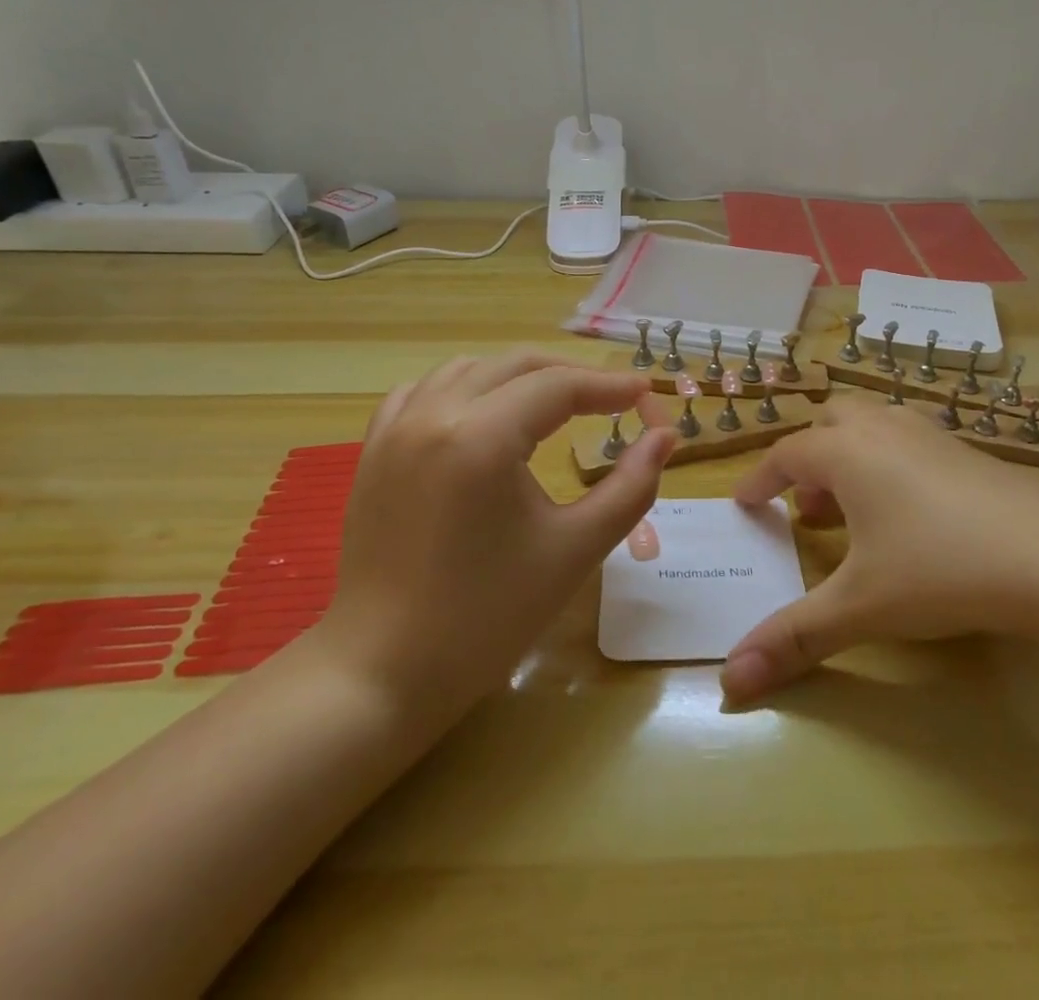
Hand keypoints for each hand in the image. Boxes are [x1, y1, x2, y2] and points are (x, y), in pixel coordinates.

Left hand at [310, 351, 675, 720]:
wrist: (383, 673)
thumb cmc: (486, 617)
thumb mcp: (575, 550)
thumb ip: (630, 487)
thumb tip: (664, 437)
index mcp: (481, 438)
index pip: (559, 386)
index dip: (609, 386)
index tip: (645, 394)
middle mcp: (434, 415)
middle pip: (517, 365)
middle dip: (570, 375)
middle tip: (612, 400)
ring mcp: (396, 429)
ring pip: (471, 369)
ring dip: (520, 377)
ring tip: (556, 405)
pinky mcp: (374, 449)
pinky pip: (425, 391)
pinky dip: (466, 388)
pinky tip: (484, 415)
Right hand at [721, 396, 1038, 704]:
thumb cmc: (939, 569)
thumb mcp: (861, 607)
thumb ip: (795, 638)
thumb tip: (731, 682)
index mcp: (846, 453)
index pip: (786, 454)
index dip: (760, 479)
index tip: (746, 503)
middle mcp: (883, 430)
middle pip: (830, 422)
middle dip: (808, 458)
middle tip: (806, 506)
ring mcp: (930, 435)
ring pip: (873, 426)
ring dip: (849, 458)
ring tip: (851, 511)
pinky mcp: (968, 451)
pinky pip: (910, 441)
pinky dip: (890, 464)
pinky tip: (910, 512)